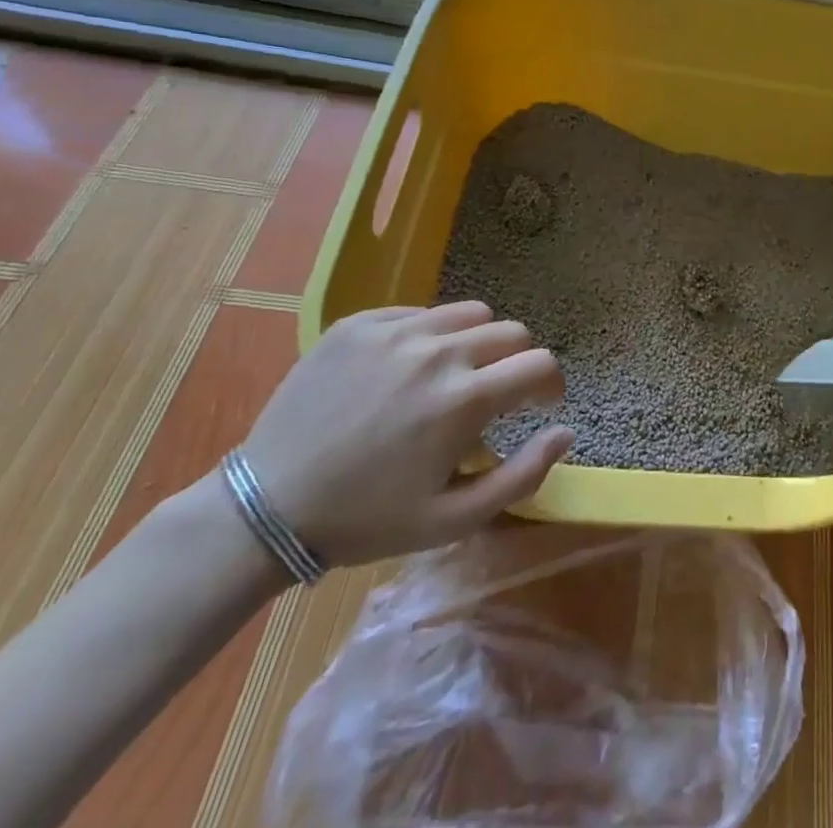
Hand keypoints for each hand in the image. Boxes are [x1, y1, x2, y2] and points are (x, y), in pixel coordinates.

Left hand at [237, 301, 571, 564]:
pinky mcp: (358, 323)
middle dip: (517, 361)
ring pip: (469, 313)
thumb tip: (567, 431)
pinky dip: (428, 335)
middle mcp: (438, 353)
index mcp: (464, 400)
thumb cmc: (367, 520)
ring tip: (452, 374)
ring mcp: (395, 332)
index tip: (540, 403)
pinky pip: (418, 313)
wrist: (265, 509)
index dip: (550, 385)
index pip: (540, 364)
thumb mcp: (452, 520)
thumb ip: (522, 476)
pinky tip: (405, 370)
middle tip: (495, 393)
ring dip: (476, 342)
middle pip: (511, 332)